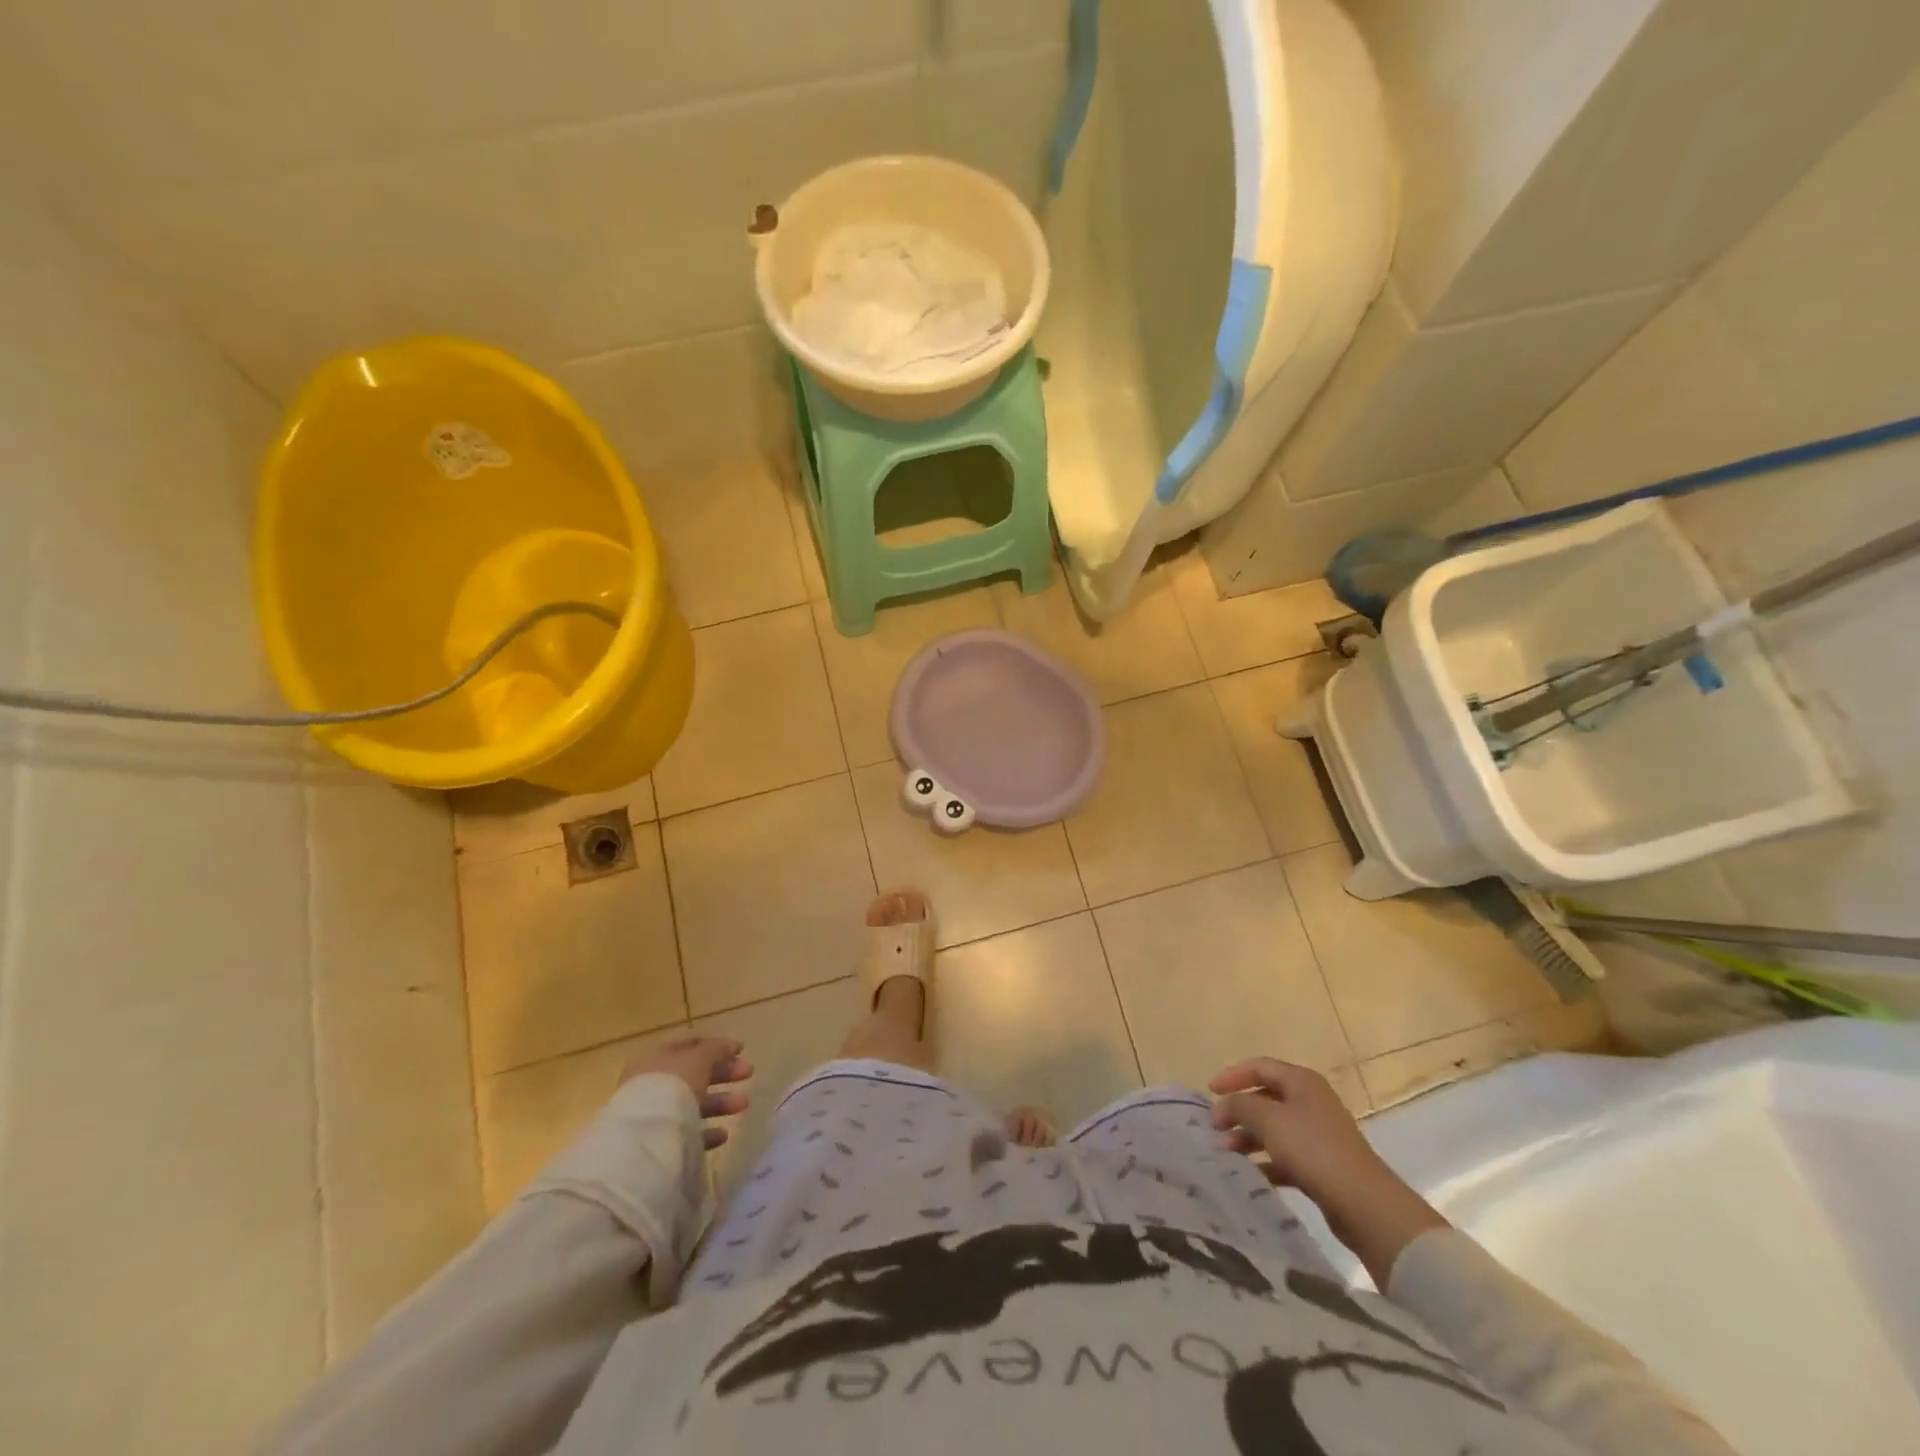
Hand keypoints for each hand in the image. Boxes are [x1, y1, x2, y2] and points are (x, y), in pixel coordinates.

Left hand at [624, 1036, 752, 1149]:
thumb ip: (715, 1049)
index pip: (689, 1047)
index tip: (741, 1050)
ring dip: (721, 1102)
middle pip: (694, 1075)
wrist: (646, 1138)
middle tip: (749, 1072)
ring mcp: (655, 1115)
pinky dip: (707, 1131)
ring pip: (694, 1104)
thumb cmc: (672, 1086)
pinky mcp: (659, 1143)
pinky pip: (687, 1133)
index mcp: (657, 1058)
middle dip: (724, 1073)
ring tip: (744, 1104)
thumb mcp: (698, 1059)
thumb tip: (729, 1046)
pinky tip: (723, 1134)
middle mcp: (653, 1084)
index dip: (716, 1046)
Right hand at [1209, 1057, 1446, 1284]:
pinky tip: (1250, 1174)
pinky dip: (1266, 1160)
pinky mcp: (1322, 1164)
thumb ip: (1239, 1105)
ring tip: (1227, 1152)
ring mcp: (1318, 1134)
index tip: (1210, 1092)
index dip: (1232, 1075)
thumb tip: (1223, 1106)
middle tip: (1215, 1127)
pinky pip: (1285, 1155)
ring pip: (1274, 1128)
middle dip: (1238, 1110)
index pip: (1260, 1066)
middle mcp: (1311, 1101)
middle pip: (1266, 1097)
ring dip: (1248, 1136)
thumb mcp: (1268, 1119)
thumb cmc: (1313, 1149)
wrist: (1364, 1203)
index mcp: (1301, 1081)